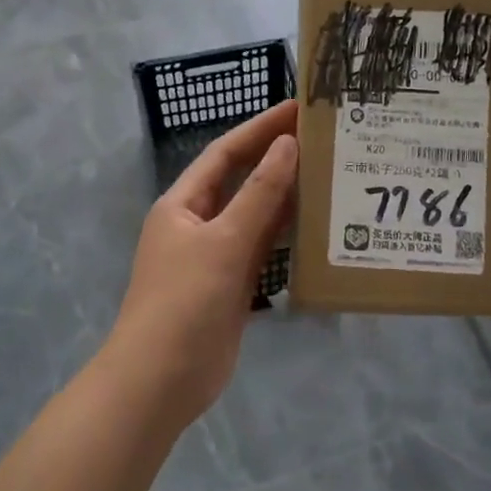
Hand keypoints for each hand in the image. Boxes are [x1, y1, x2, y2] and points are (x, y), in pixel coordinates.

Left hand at [109, 101, 298, 421]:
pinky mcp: (232, 286)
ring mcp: (216, 256)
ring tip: (329, 173)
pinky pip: (263, 250)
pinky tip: (317, 225)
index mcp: (183, 204)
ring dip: (286, 197)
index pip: (226, 153)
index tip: (299, 108)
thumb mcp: (223, 241)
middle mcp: (198, 223)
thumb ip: (259, 194)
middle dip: (276, 158)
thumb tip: (288, 145)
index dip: (260, 128)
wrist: (160, 382)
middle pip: (242, 181)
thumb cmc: (184, 302)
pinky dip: (286, 236)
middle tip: (323, 138)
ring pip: (255, 215)